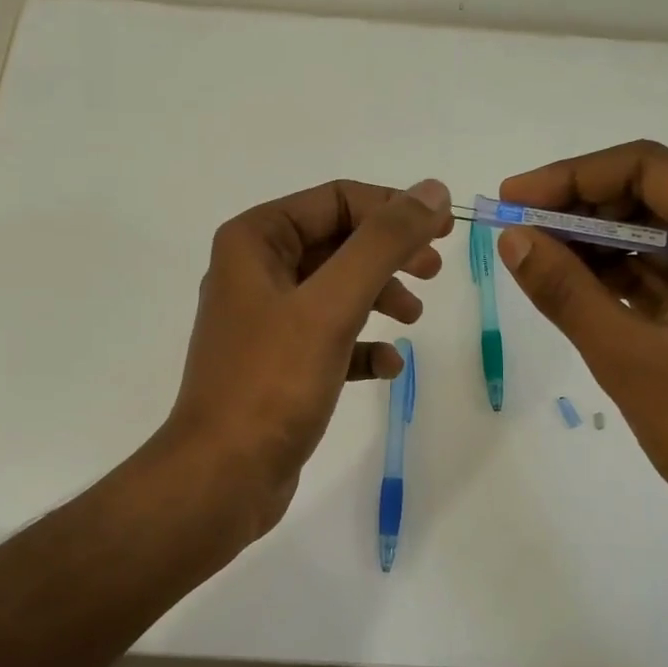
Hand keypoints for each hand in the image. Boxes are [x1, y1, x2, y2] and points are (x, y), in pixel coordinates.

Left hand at [163, 178, 452, 535]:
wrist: (223, 476)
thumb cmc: (272, 382)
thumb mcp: (332, 305)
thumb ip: (383, 243)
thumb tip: (432, 190)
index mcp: (255, 241)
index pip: (335, 200)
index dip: (393, 208)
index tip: (444, 228)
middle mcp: (255, 271)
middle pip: (338, 242)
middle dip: (389, 253)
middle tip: (434, 270)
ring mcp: (265, 320)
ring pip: (336, 290)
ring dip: (379, 296)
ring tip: (414, 317)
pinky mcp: (279, 364)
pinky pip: (329, 338)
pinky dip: (361, 345)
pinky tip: (388, 366)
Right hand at [495, 141, 667, 549]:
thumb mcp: (630, 357)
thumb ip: (566, 290)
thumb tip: (511, 238)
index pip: (649, 169)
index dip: (571, 177)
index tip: (512, 197)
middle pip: (657, 195)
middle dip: (581, 211)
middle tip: (517, 233)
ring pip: (663, 233)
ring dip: (599, 244)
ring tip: (535, 258)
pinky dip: (625, 275)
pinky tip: (575, 286)